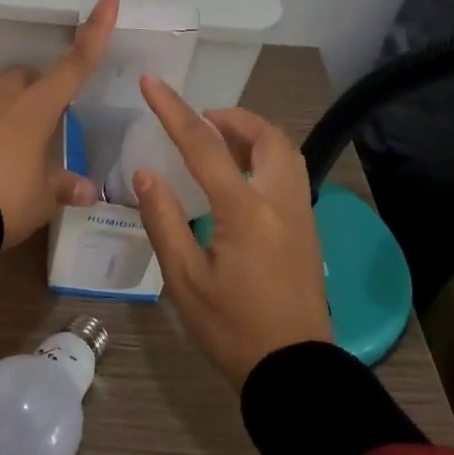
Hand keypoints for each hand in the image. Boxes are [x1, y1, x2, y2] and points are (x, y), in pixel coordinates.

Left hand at [0, 0, 119, 249]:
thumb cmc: (4, 201)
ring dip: (3, 111)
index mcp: (34, 109)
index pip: (73, 65)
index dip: (95, 32)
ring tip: (7, 150)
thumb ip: (62, 186)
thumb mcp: (41, 199)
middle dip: (36, 92)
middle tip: (43, 126)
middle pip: (24, 78)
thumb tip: (87, 190)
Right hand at [133, 78, 331, 386]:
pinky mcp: (307, 228)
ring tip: (220, 143)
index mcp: (245, 210)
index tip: (152, 83)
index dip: (173, 110)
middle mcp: (279, 200)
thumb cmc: (232, 328)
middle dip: (231, 117)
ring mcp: (300, 213)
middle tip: (201, 121)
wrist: (295, 371)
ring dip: (252, 135)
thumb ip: (164, 219)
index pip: (203, 145)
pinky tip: (241, 177)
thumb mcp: (184, 280)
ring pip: (285, 151)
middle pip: (265, 136)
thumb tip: (146, 172)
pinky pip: (290, 172)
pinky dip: (266, 156)